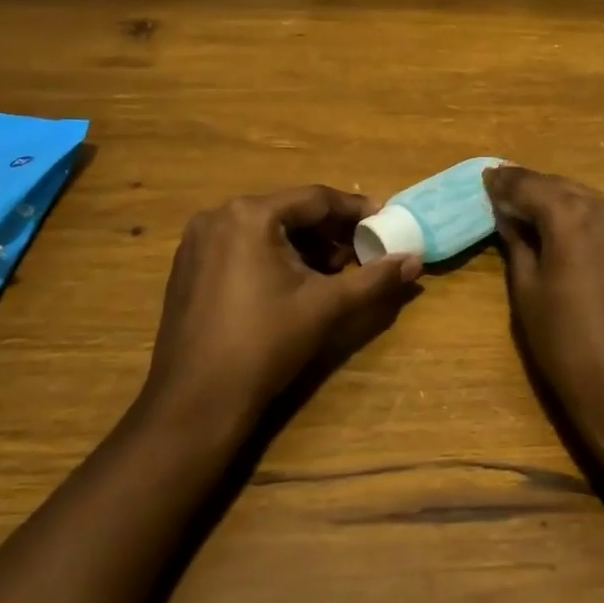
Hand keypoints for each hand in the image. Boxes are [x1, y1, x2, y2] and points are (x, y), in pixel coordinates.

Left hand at [145, 186, 420, 425]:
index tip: (384, 221)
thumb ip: (374, 278)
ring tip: (332, 272)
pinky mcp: (188, 267)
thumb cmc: (265, 344)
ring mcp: (197, 242)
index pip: (316, 199)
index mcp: (251, 215)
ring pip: (265, 230)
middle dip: (329, 232)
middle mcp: (218, 216)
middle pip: (289, 212)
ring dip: (302, 245)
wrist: (196, 403)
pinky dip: (272, 256)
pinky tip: (292, 284)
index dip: (354, 210)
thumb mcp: (326, 307)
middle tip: (361, 252)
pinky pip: (241, 246)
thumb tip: (415, 260)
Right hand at [485, 166, 603, 442]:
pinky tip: (566, 229)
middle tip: (501, 189)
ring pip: (586, 199)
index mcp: (573, 216)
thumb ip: (518, 242)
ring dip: (557, 201)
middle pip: (561, 187)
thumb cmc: (567, 344)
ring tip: (530, 209)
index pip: (530, 185)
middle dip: (530, 188)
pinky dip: (583, 216)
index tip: (485, 177)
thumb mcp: (527, 290)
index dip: (504, 182)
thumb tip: (509, 215)